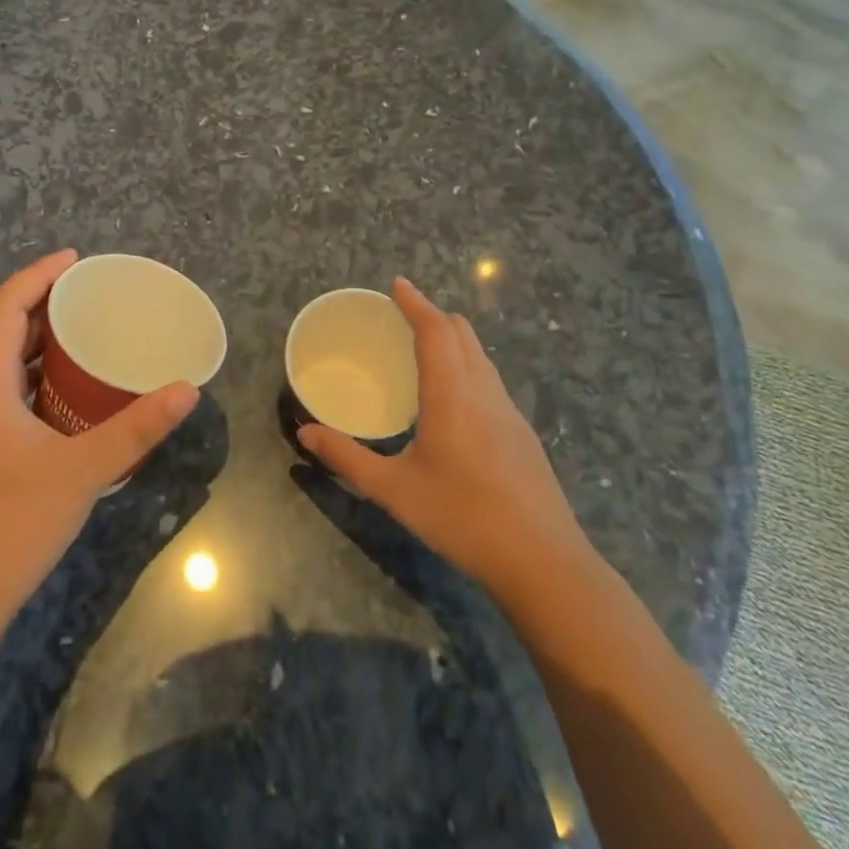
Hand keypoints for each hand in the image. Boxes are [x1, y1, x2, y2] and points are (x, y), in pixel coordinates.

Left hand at [0, 249, 198, 620]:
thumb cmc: (11, 522)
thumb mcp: (83, 470)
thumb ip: (136, 428)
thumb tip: (186, 391)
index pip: (5, 306)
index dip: (38, 275)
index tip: (76, 260)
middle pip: (2, 331)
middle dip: (42, 305)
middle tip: (90, 297)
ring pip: (1, 366)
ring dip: (38, 344)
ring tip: (84, 337)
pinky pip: (5, 394)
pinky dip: (35, 379)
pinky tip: (68, 399)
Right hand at [297, 277, 593, 602]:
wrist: (545, 563)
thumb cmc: (463, 518)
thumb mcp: (394, 490)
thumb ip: (347, 458)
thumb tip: (304, 432)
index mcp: (453, 395)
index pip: (436, 329)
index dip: (416, 302)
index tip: (396, 284)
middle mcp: (484, 392)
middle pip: (463, 333)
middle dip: (433, 315)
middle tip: (400, 317)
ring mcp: (509, 412)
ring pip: (480, 355)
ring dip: (452, 339)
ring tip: (421, 350)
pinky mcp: (522, 434)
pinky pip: (489, 379)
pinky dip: (465, 365)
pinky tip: (449, 399)